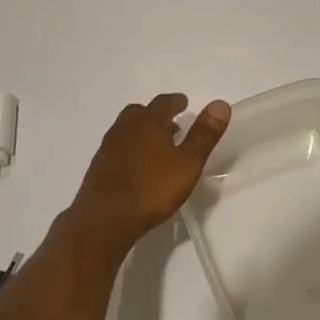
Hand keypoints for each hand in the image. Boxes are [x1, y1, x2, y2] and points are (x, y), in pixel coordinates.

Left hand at [69, 93, 229, 249]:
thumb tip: (220, 103)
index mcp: (148, 122)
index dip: (176, 101)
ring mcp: (108, 146)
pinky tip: (137, 166)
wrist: (106, 217)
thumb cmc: (152, 188)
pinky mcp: (98, 165)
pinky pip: (118, 147)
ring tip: (157, 147)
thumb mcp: (188, 163)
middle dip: (157, 115)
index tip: (184, 103)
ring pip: (127, 129)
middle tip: (171, 125)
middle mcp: (125, 127)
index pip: (164, 102)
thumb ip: (204, 134)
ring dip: (142, 132)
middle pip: (140, 112)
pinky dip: (130, 148)